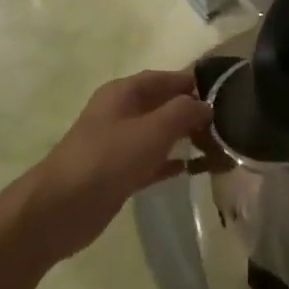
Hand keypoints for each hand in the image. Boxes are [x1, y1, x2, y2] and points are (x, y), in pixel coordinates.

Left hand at [22, 70, 211, 262]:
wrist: (60, 209)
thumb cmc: (106, 159)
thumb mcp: (151, 130)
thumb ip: (183, 112)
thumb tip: (207, 105)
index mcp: (123, 93)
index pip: (165, 78)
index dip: (193, 83)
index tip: (226, 92)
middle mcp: (120, 113)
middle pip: (163, 105)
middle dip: (192, 112)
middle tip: (227, 124)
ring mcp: (118, 144)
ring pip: (158, 134)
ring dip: (185, 138)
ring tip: (218, 146)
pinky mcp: (118, 173)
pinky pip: (151, 161)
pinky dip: (170, 162)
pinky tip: (192, 169)